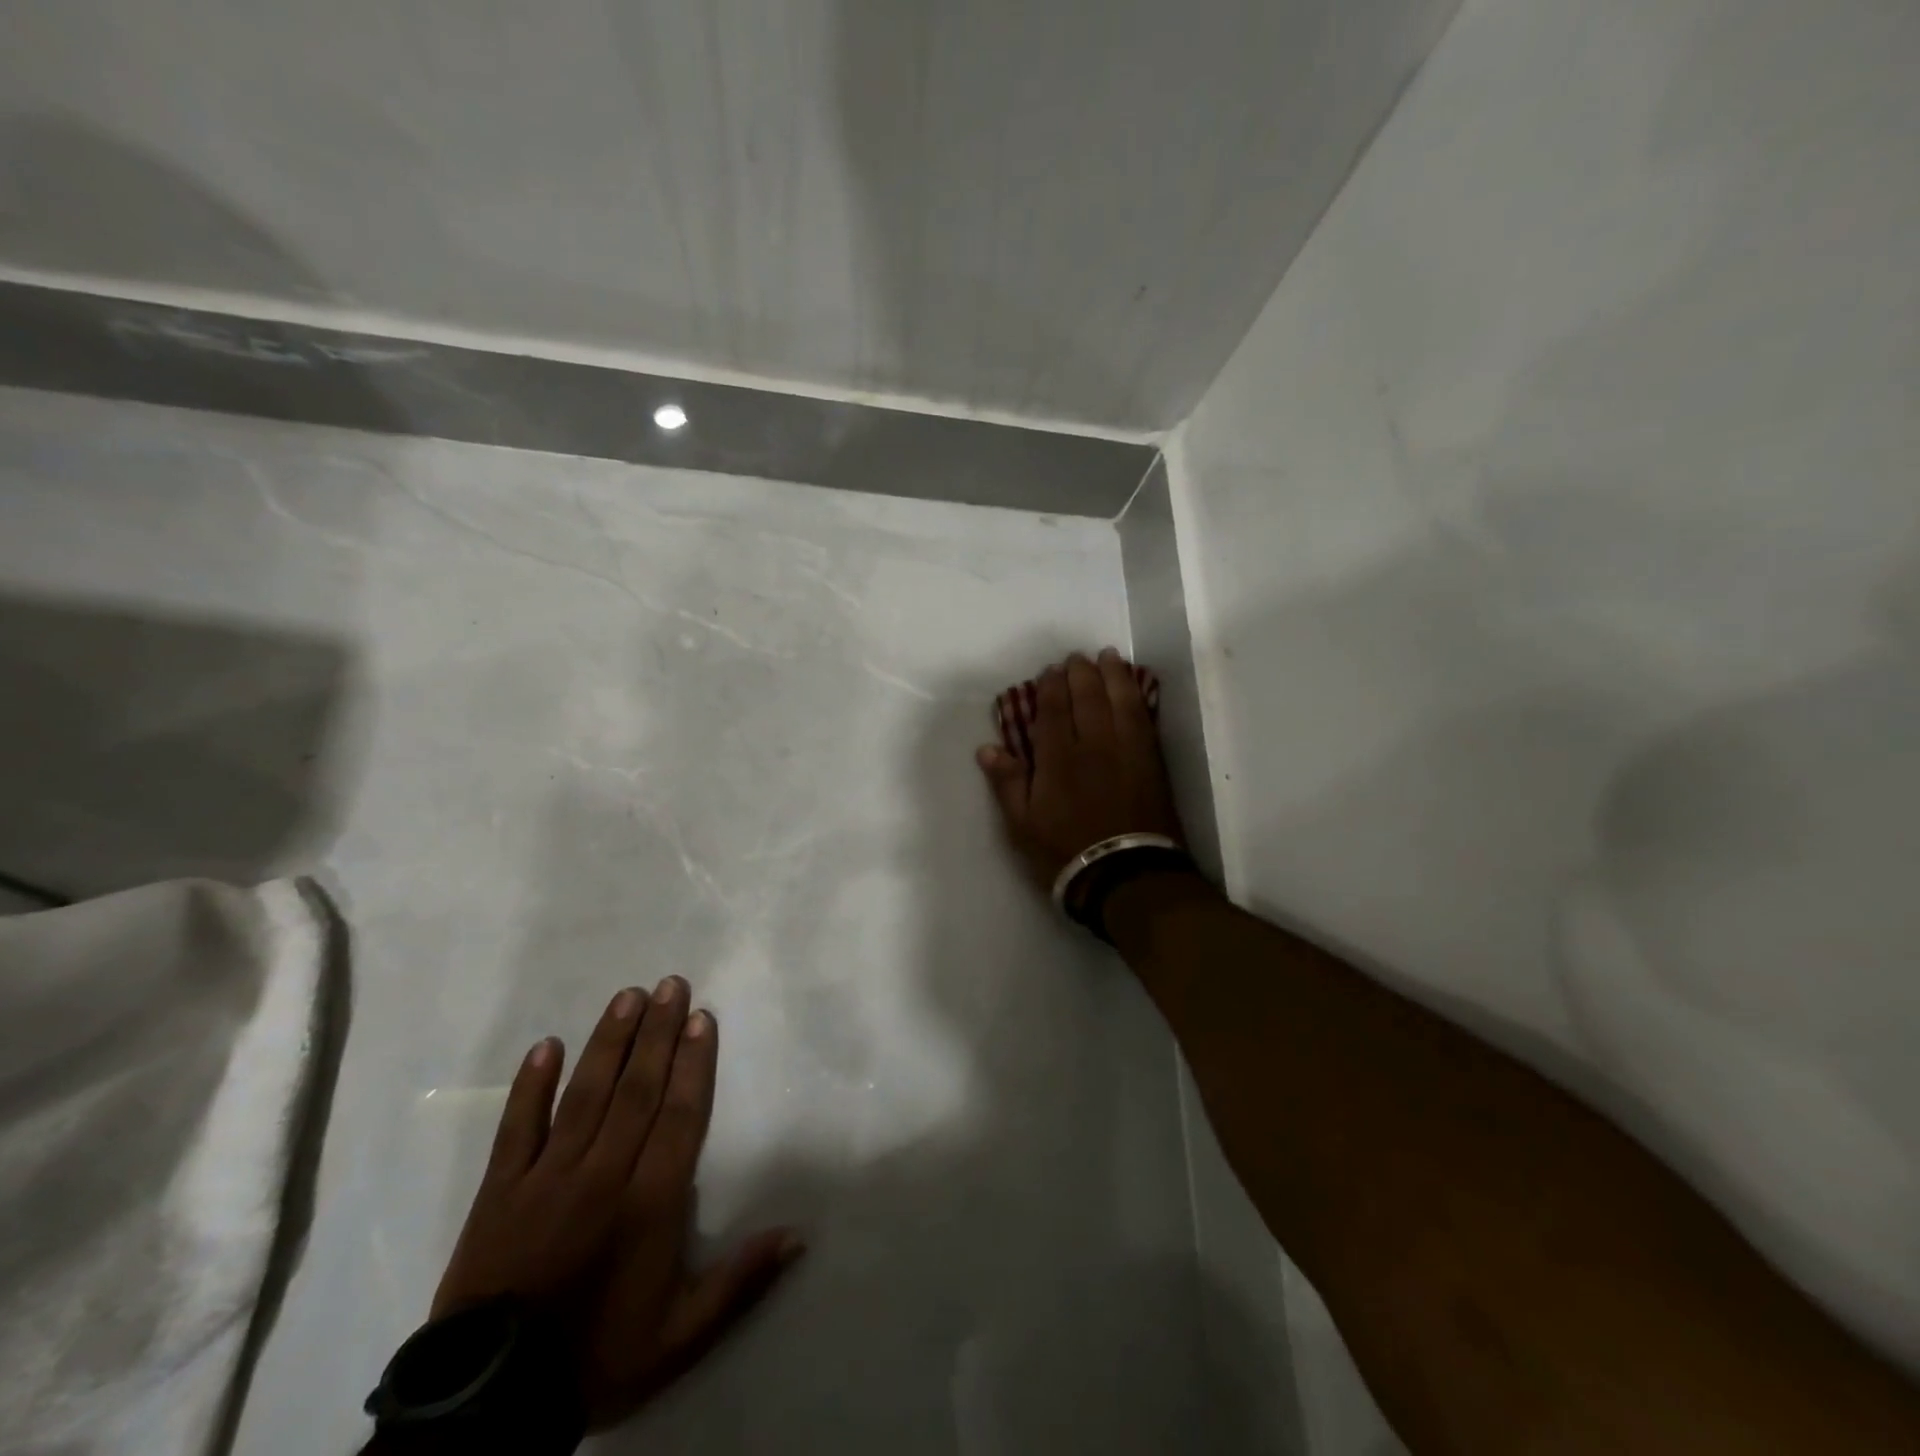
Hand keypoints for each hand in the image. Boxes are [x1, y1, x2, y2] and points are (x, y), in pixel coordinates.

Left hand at [432, 978, 802, 1429]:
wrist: (490, 1407)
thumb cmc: (597, 1357)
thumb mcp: (680, 1337)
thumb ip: (741, 1281)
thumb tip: (799, 1235)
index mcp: (649, 1203)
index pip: (679, 1115)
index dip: (694, 1063)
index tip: (702, 1018)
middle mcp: (603, 1175)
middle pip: (637, 1090)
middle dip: (658, 1033)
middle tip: (672, 984)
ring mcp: (547, 1178)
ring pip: (585, 1095)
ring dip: (608, 1042)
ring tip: (627, 996)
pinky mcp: (500, 1190)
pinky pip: (517, 1129)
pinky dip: (530, 1086)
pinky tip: (546, 1046)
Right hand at [976, 649, 1185, 890]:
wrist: (1127, 876)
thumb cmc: (1065, 853)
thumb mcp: (1023, 826)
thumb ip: (1008, 783)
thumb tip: (987, 748)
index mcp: (1059, 759)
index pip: (1055, 710)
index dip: (1052, 687)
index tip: (1050, 671)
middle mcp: (1095, 745)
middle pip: (1089, 697)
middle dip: (1082, 673)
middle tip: (1077, 658)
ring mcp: (1128, 751)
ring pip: (1121, 701)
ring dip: (1114, 675)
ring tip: (1108, 657)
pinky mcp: (1152, 762)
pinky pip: (1145, 719)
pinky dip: (1138, 698)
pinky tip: (1134, 689)